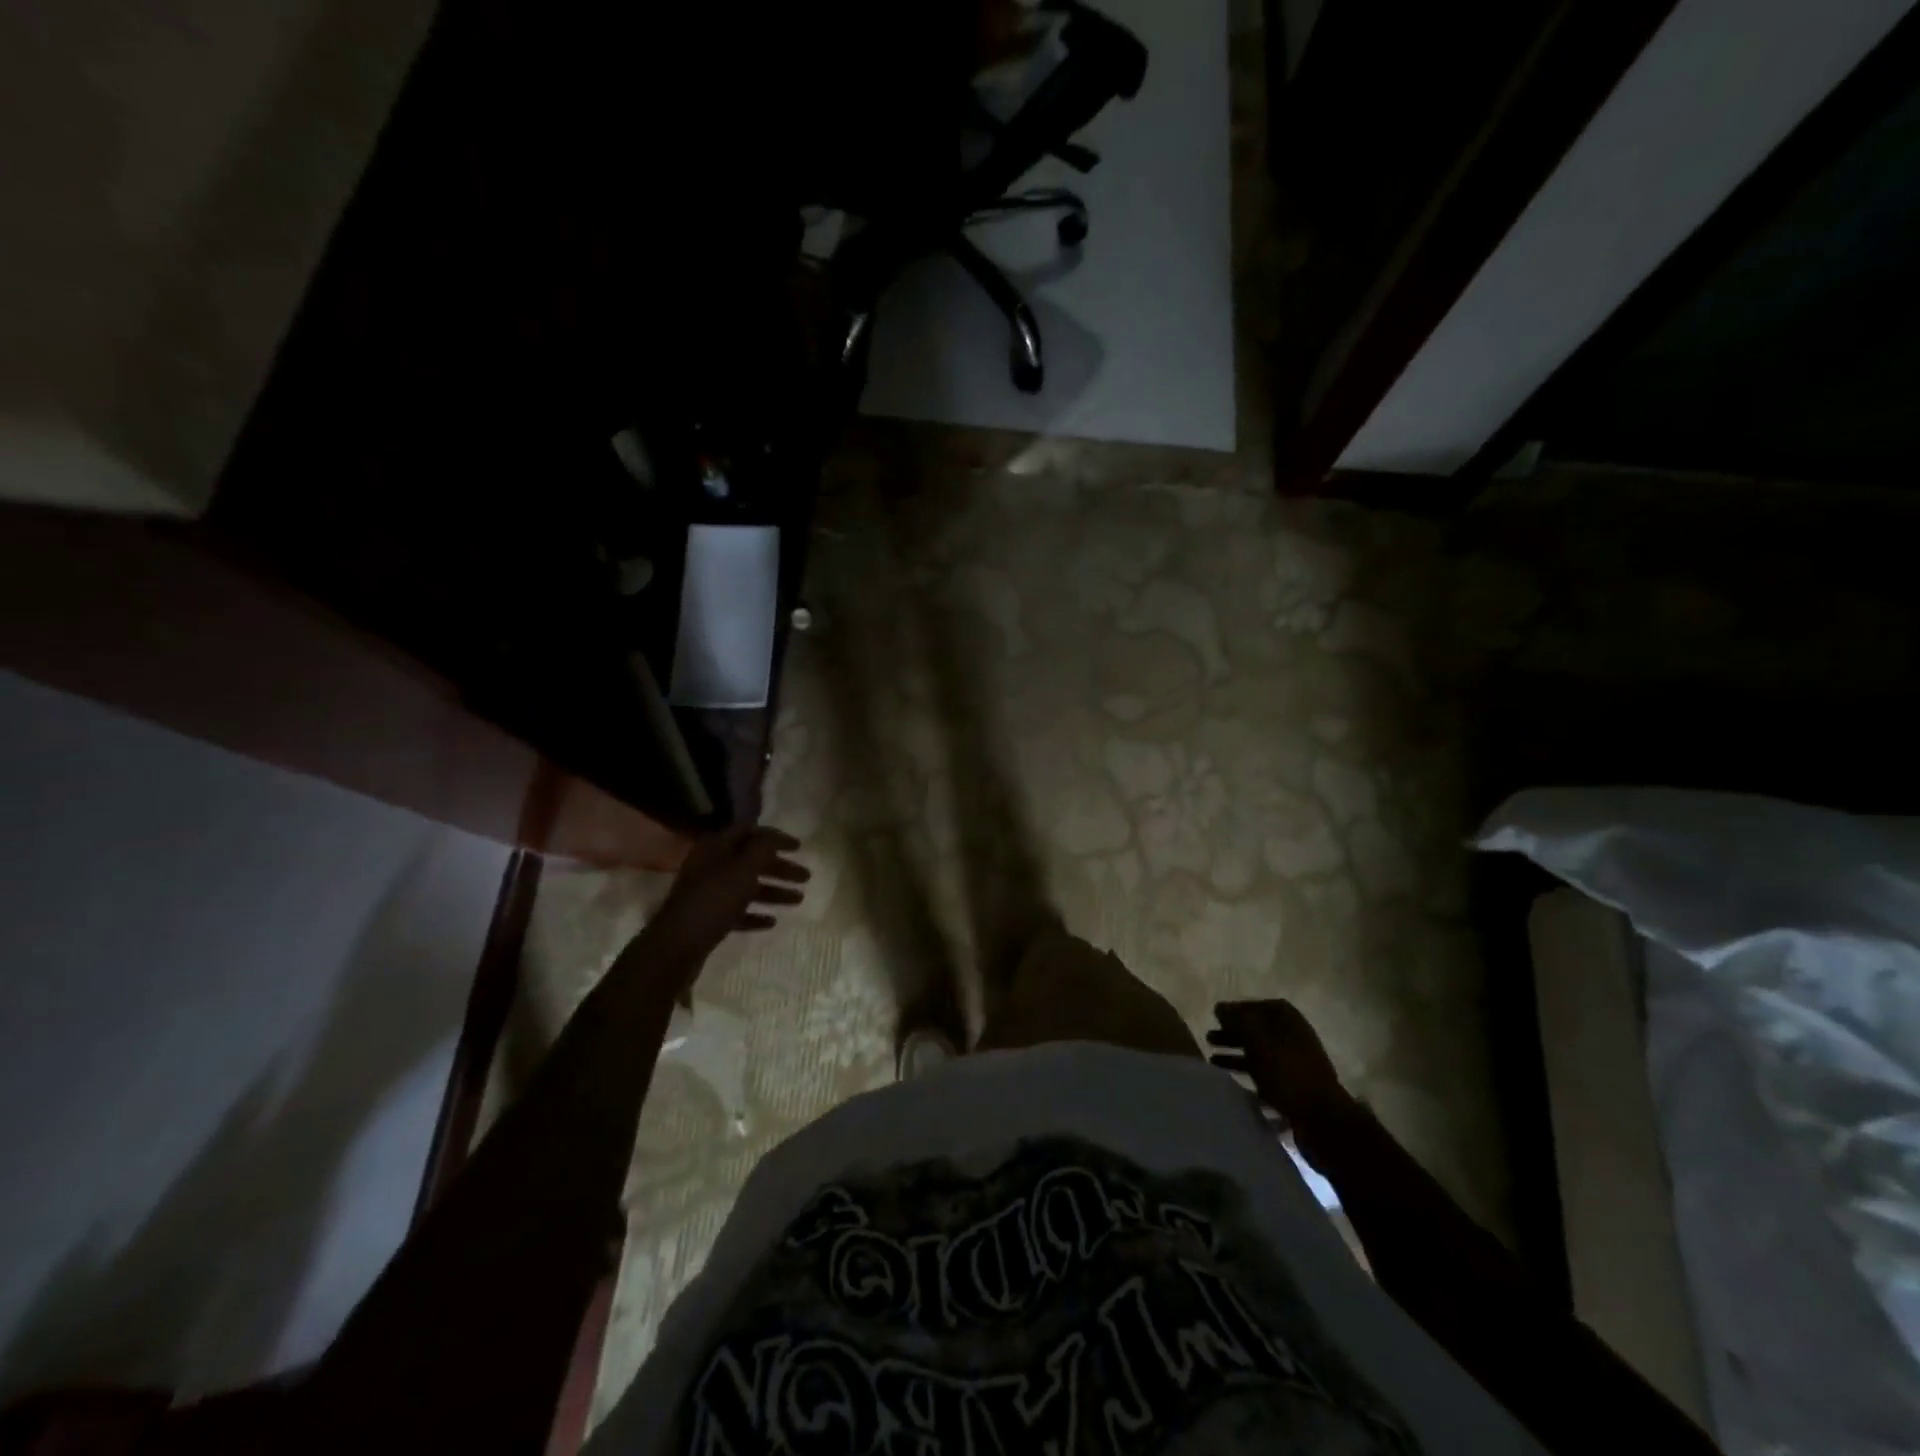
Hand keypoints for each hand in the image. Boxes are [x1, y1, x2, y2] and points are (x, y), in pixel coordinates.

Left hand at [647, 826, 809, 958]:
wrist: (677, 945)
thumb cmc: (713, 900)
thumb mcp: (743, 869)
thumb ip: (762, 848)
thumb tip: (772, 836)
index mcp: (715, 848)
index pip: (749, 832)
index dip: (775, 837)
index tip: (799, 847)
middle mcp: (711, 866)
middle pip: (751, 861)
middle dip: (780, 868)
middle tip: (806, 876)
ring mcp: (708, 893)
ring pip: (746, 887)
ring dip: (773, 891)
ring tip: (799, 900)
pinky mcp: (708, 918)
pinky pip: (737, 911)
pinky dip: (755, 913)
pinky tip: (772, 922)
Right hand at [1208, 1000, 1354, 1139]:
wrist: (1321, 1116)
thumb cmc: (1287, 1070)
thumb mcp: (1257, 1040)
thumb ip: (1237, 1020)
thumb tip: (1220, 1007)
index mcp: (1287, 1018)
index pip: (1256, 1006)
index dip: (1235, 1010)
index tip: (1215, 1017)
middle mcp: (1291, 1034)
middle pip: (1255, 1028)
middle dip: (1231, 1032)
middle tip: (1209, 1038)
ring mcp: (1292, 1059)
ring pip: (1257, 1049)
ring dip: (1235, 1052)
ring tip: (1212, 1058)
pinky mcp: (1290, 1082)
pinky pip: (1262, 1070)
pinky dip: (1244, 1069)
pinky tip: (1228, 1074)